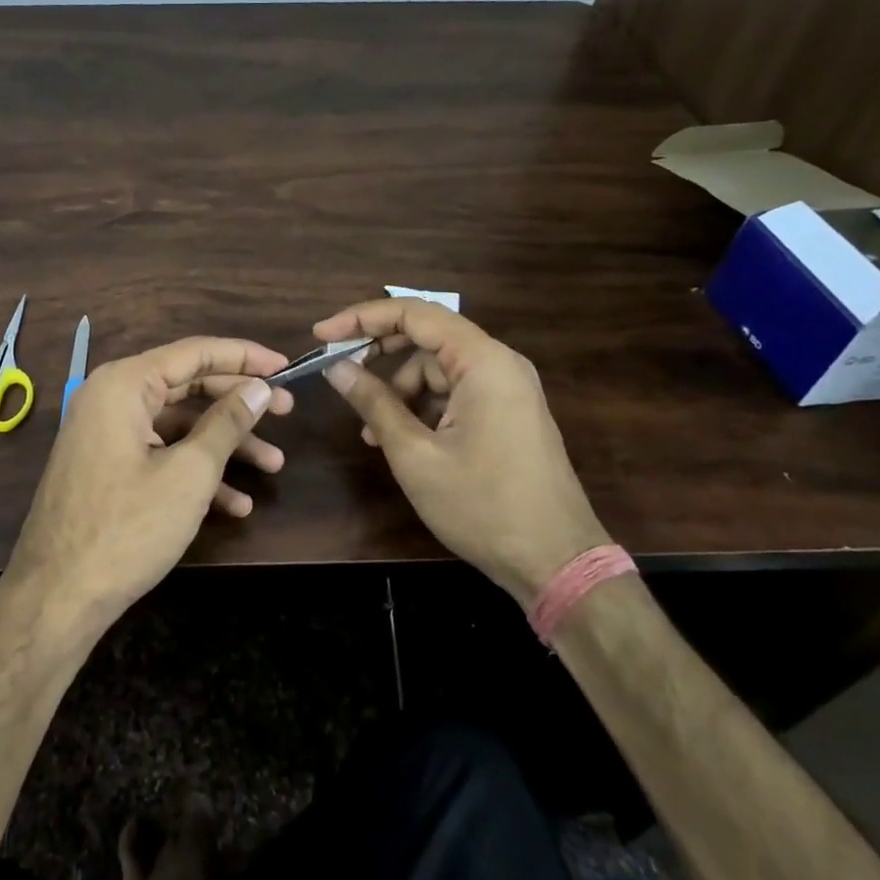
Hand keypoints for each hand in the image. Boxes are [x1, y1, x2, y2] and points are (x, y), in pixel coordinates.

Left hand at [2, 337, 292, 637]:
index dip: (244, 357)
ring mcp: (106, 433)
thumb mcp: (188, 474)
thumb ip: (227, 423)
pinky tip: (235, 503)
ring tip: (274, 465)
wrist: (56, 597)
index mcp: (124, 384)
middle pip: (188, 386)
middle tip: (287, 411)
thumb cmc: (127, 528)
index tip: (286, 365)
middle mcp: (111, 397)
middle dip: (239, 402)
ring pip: (177, 424)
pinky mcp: (107, 466)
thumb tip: (259, 388)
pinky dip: (194, 470)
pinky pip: (158, 452)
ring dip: (224, 444)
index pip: (194, 352)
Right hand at [314, 299, 608, 606]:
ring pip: (438, 368)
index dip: (362, 318)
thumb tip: (336, 368)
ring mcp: (508, 389)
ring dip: (399, 389)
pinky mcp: (508, 413)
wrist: (557, 564)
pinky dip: (422, 406)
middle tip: (339, 371)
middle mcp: (500, 364)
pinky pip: (455, 392)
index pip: (414, 314)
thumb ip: (374, 403)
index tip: (322, 335)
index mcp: (483, 362)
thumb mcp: (415, 455)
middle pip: (427, 336)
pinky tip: (400, 439)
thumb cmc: (483, 506)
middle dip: (379, 353)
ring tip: (370, 431)